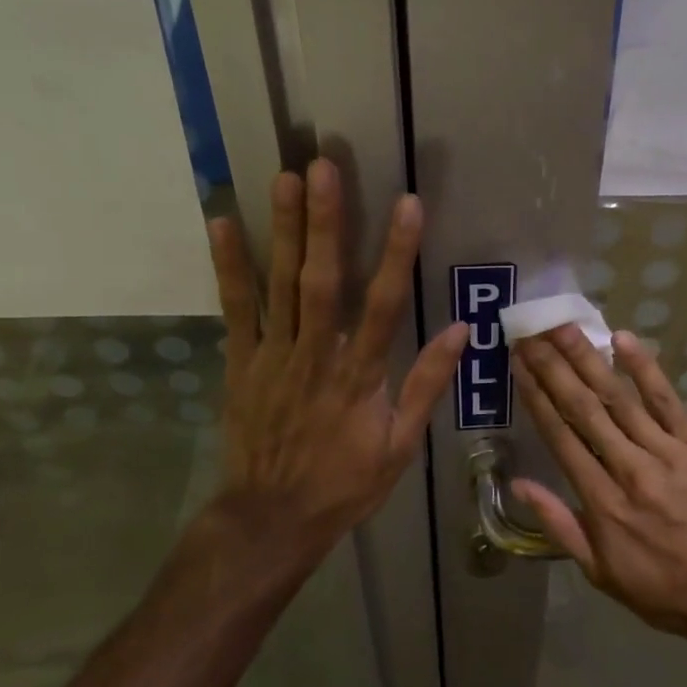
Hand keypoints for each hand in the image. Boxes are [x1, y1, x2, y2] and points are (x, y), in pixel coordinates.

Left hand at [201, 160, 466, 576]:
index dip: (398, 253)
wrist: (271, 518)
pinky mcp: (241, 361)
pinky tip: (223, 222)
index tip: (408, 205)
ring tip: (285, 178)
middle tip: (324, 168)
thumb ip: (427, 383)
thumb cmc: (344, 483)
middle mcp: (317, 355)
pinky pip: (236, 308)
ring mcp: (274, 356)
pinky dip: (230, 265)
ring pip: (281, 284)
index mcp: (361, 376)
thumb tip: (463, 330)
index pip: (385, 304)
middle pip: (324, 280)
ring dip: (285, 229)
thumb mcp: (401, 445)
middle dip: (327, 222)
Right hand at [512, 325, 686, 643]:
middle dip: (554, 368)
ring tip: (564, 328)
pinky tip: (624, 340)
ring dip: (590, 359)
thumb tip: (520, 484)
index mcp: (602, 503)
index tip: (519, 364)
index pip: (561, 437)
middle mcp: (630, 469)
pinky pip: (668, 401)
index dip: (536, 397)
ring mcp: (667, 453)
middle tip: (531, 333)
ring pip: (620, 398)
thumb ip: (560, 526)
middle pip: (585, 409)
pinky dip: (645, 369)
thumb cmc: (666, 591)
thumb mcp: (602, 574)